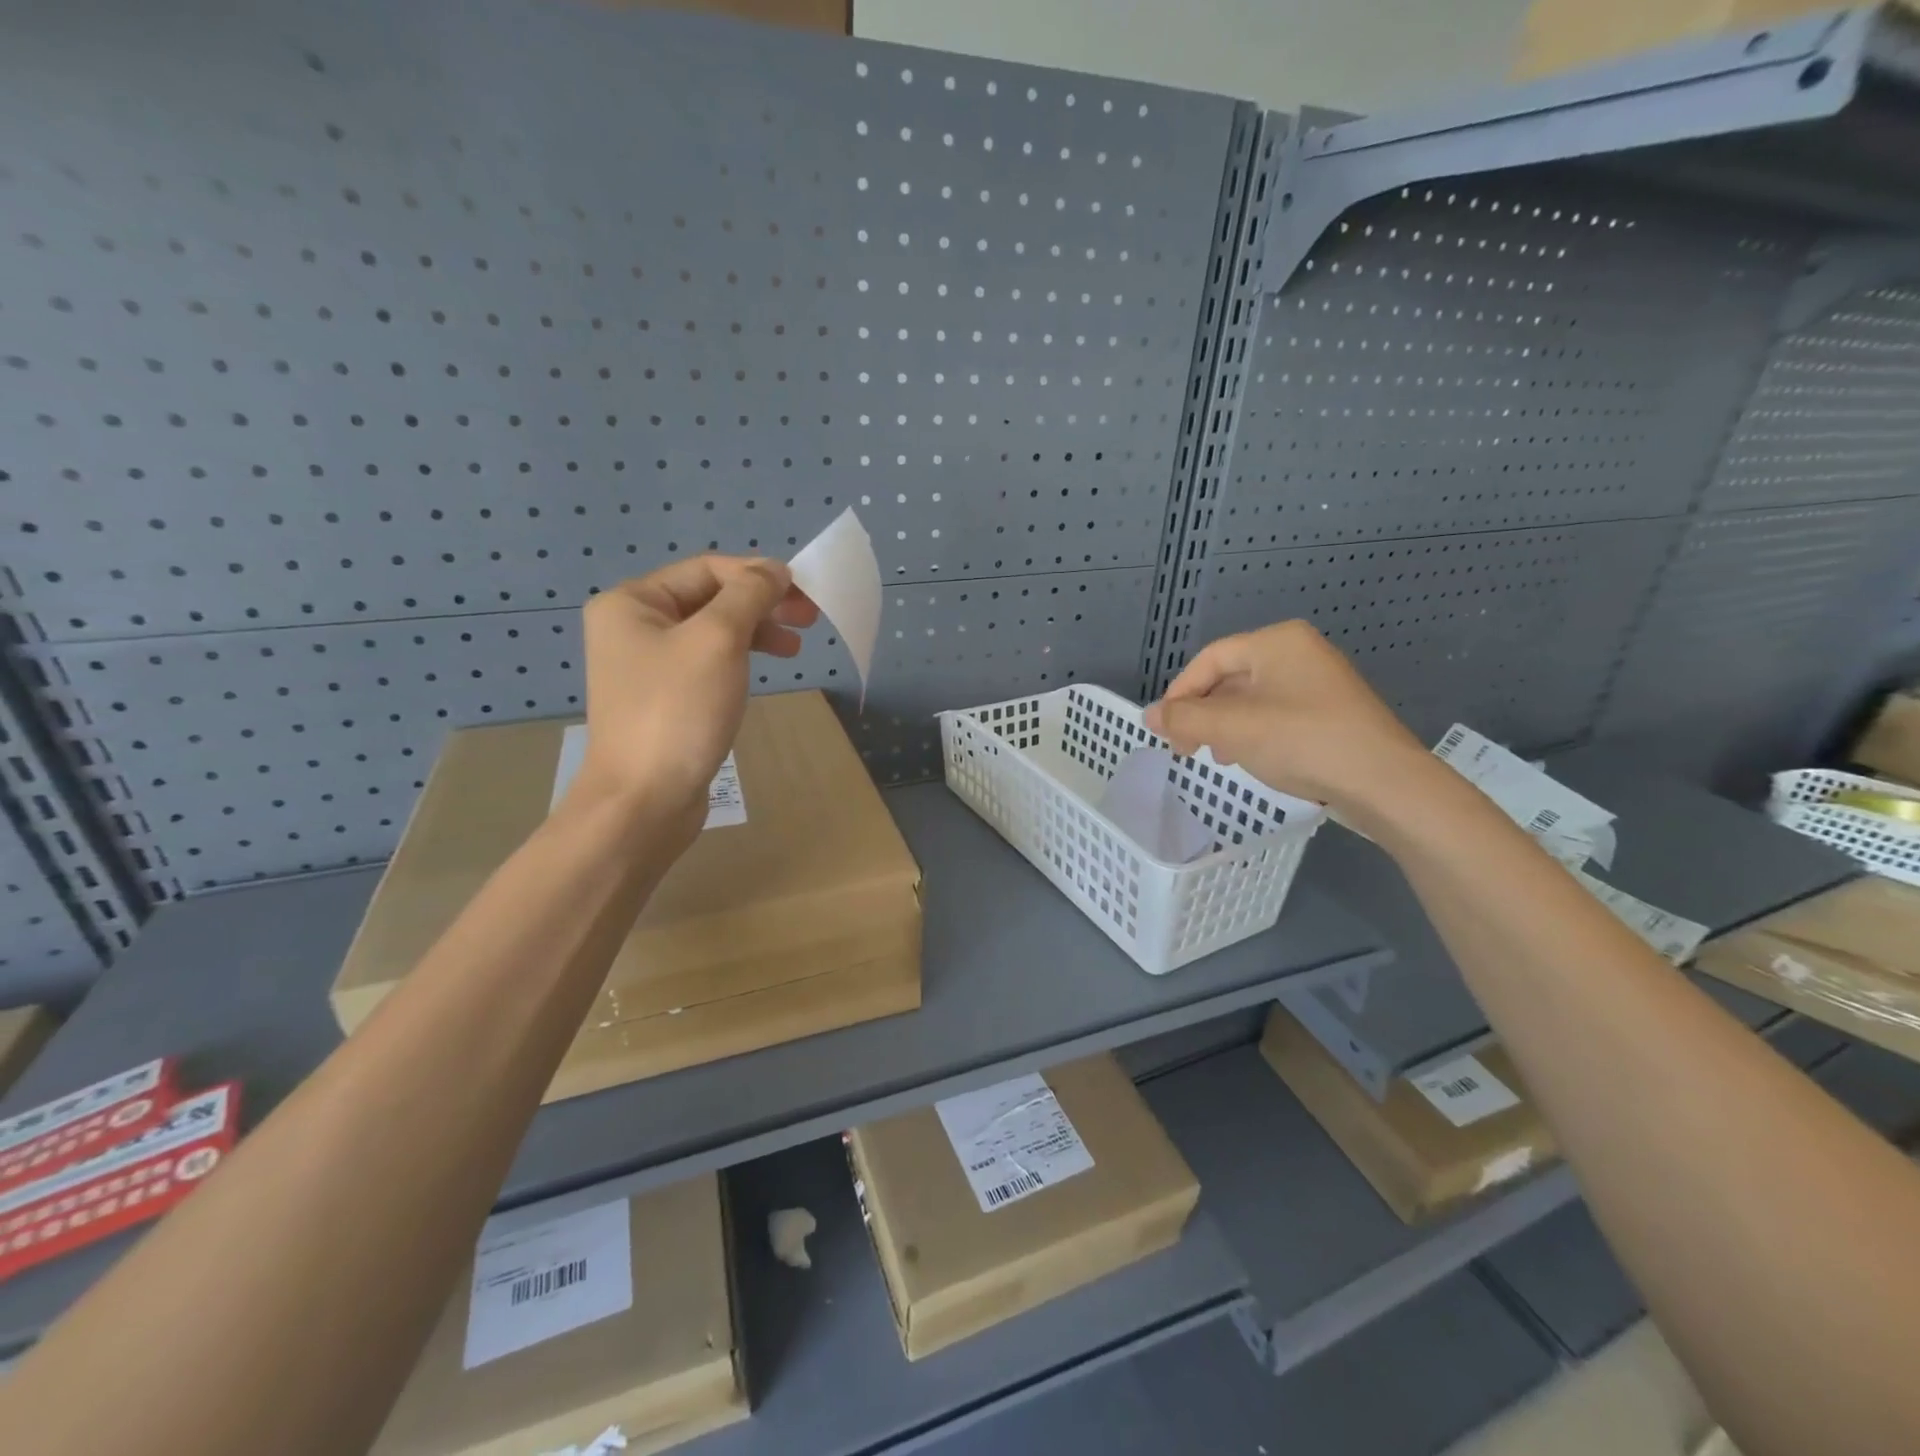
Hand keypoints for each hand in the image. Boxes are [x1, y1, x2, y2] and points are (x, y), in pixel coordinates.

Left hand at [569, 555, 818, 836]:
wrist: (645, 800)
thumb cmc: (679, 711)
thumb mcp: (718, 640)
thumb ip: (749, 595)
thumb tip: (774, 570)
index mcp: (632, 602)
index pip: (707, 570)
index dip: (758, 575)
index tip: (805, 596)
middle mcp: (632, 627)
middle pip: (710, 598)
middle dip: (761, 604)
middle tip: (809, 620)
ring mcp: (646, 666)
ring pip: (712, 632)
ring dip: (756, 632)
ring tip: (794, 650)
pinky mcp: (663, 699)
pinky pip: (706, 663)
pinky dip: (738, 660)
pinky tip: (760, 671)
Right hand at [1143, 621, 1437, 825]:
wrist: (1383, 782)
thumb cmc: (1302, 741)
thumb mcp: (1232, 729)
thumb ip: (1184, 719)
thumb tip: (1148, 716)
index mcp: (1276, 642)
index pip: (1210, 659)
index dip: (1180, 693)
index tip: (1166, 729)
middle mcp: (1299, 652)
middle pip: (1230, 678)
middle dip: (1203, 714)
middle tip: (1187, 748)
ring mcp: (1319, 683)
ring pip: (1251, 700)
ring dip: (1224, 727)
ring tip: (1217, 756)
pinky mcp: (1331, 713)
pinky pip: (1276, 715)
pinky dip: (1253, 734)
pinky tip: (1250, 759)